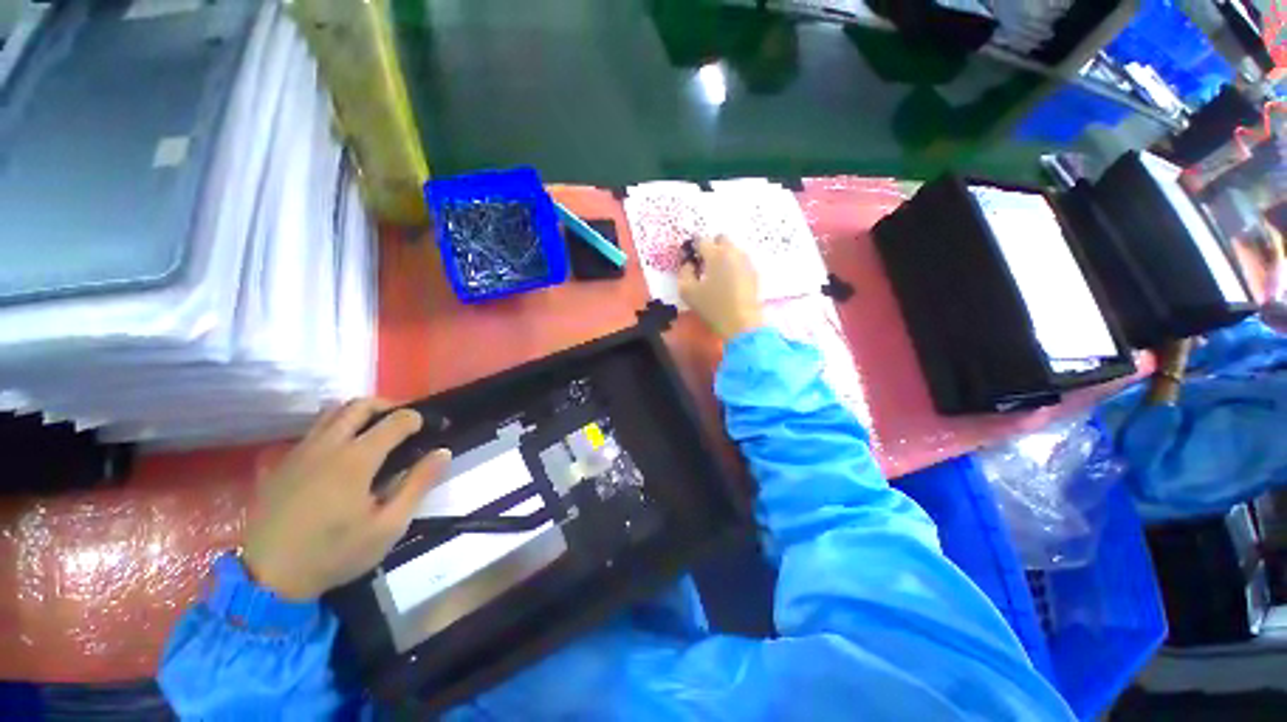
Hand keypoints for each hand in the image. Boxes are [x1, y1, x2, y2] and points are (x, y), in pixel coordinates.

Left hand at [242, 400, 451, 599]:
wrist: (267, 578)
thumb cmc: (335, 553)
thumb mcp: (388, 526)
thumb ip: (418, 485)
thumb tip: (443, 452)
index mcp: (356, 459)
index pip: (395, 420)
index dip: (417, 419)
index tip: (429, 427)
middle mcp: (327, 445)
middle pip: (360, 405)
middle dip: (388, 406)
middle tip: (403, 423)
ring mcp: (300, 451)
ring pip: (332, 412)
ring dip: (359, 413)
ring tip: (375, 432)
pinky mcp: (282, 463)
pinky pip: (313, 430)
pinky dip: (335, 428)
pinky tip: (342, 453)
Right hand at [678, 236, 764, 340]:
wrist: (742, 323)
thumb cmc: (712, 307)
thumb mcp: (687, 292)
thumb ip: (684, 273)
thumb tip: (688, 264)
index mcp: (715, 254)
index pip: (701, 240)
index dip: (693, 248)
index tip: (690, 259)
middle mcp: (733, 252)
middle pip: (721, 238)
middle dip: (712, 246)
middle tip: (704, 263)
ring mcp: (746, 261)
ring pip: (733, 249)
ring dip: (724, 256)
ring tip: (717, 274)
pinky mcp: (754, 273)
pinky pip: (741, 261)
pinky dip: (733, 265)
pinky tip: (728, 282)